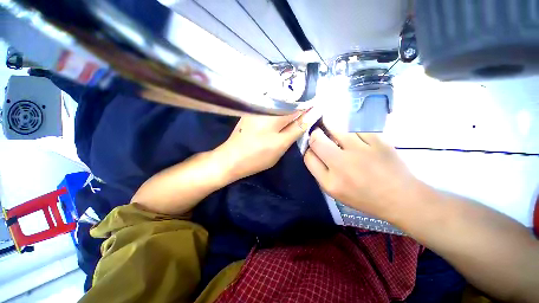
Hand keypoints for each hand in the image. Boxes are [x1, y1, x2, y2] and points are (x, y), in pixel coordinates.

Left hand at [218, 109, 319, 181]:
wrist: (230, 159)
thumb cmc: (257, 154)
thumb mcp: (281, 144)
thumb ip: (298, 128)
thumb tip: (314, 112)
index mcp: (275, 111)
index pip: (299, 102)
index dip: (309, 108)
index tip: (317, 114)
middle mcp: (266, 104)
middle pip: (290, 103)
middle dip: (299, 112)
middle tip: (304, 123)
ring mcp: (258, 108)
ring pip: (281, 107)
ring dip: (289, 114)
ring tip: (294, 124)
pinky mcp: (253, 114)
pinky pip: (272, 111)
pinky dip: (279, 117)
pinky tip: (281, 124)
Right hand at [304, 128, 422, 218]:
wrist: (400, 197)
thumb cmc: (364, 197)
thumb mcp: (335, 192)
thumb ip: (320, 172)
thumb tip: (313, 151)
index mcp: (330, 182)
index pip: (308, 157)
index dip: (308, 150)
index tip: (314, 149)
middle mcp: (342, 165)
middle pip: (316, 139)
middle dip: (315, 135)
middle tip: (320, 135)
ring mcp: (361, 150)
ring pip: (334, 128)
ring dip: (331, 129)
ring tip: (338, 135)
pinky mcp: (377, 140)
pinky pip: (355, 128)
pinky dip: (352, 132)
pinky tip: (357, 140)